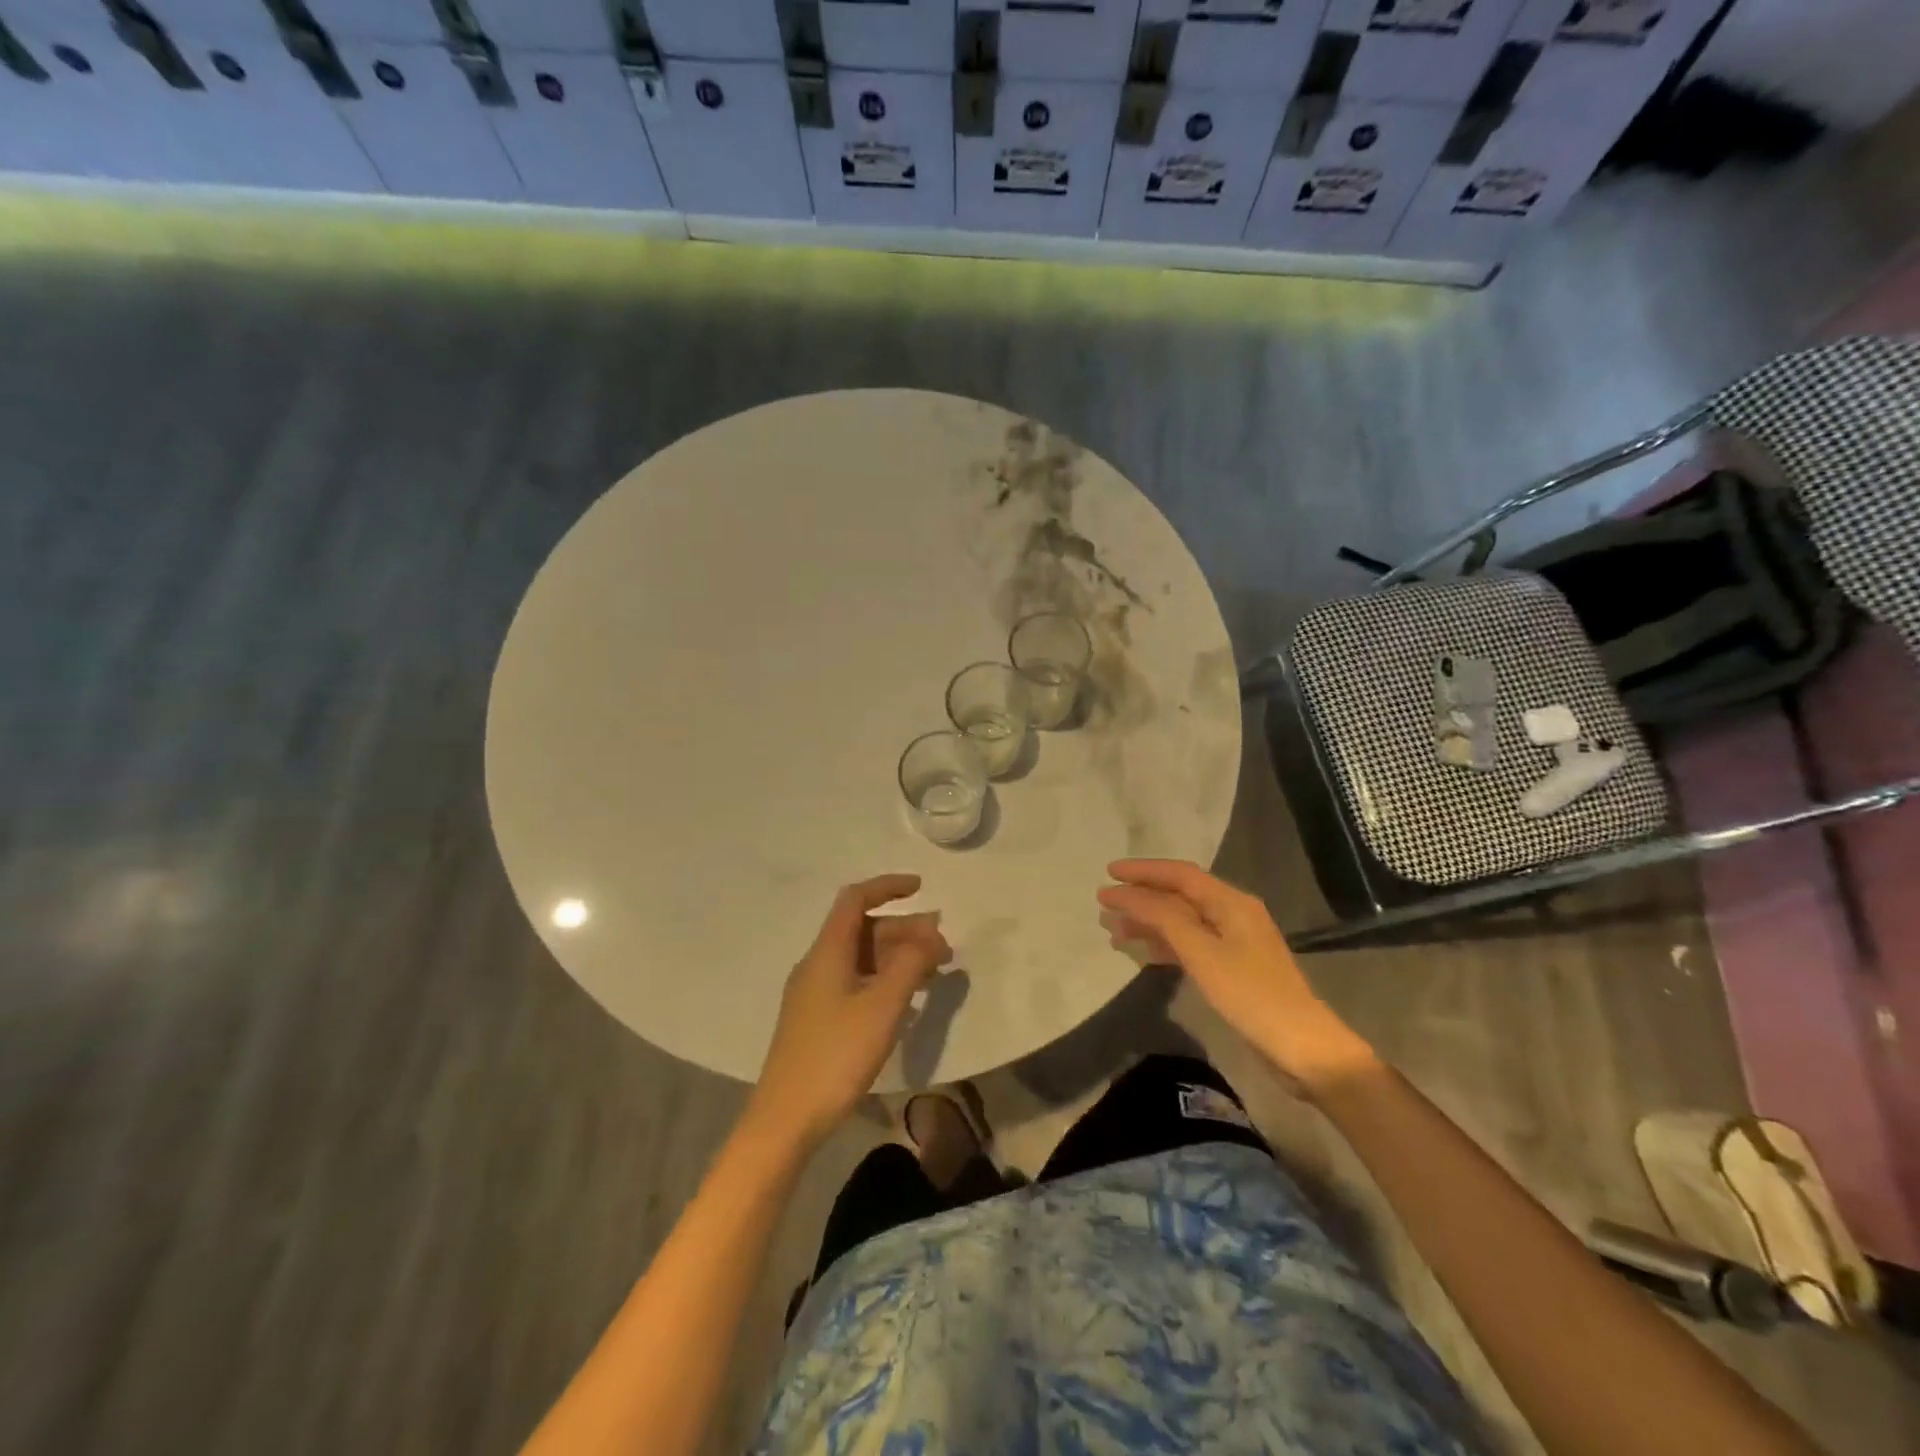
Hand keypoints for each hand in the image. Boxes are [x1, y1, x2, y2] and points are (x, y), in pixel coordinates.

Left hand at [750, 875, 951, 1147]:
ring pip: (861, 957)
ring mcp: (814, 993)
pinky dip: (884, 979)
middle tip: (942, 948)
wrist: (785, 1120)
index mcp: (827, 952)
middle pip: (862, 929)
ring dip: (897, 956)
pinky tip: (905, 999)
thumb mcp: (882, 1007)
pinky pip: (856, 981)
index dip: (887, 887)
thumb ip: (909, 964)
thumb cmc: (836, 1056)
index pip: (855, 899)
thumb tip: (929, 933)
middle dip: (904, 930)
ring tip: (933, 972)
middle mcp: (817, 964)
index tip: (921, 888)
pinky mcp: (817, 1019)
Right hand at [1098, 859, 1373, 1096]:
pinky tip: (1144, 952)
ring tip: (1114, 930)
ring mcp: (1234, 942)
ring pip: (1182, 921)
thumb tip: (1126, 893)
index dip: (1142, 870)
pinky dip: (1165, 943)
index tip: (1108, 872)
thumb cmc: (1250, 994)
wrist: (1302, 1047)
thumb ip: (1162, 918)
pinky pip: (1191, 943)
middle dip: (1141, 897)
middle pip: (1179, 895)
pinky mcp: (1233, 967)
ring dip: (1149, 921)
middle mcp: (1233, 913)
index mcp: (1231, 902)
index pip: (1179, 874)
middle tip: (1104, 904)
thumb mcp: (1201, 952)